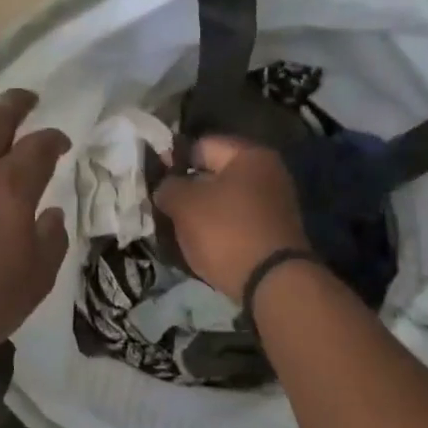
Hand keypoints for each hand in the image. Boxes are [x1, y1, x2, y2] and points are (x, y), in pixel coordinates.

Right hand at [153, 137, 309, 300]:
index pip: (201, 145)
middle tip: (161, 205)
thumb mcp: (185, 205)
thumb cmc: (227, 232)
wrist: (272, 283)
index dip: (173, 159)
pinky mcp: (273, 232)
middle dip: (187, 188)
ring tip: (175, 227)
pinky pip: (236, 222)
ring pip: (225, 200)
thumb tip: (165, 187)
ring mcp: (275, 204)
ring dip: (201, 211)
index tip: (153, 179)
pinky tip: (199, 243)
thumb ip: (168, 187)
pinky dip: (218, 229)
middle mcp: (268, 173)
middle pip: (215, 173)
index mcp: (250, 155)